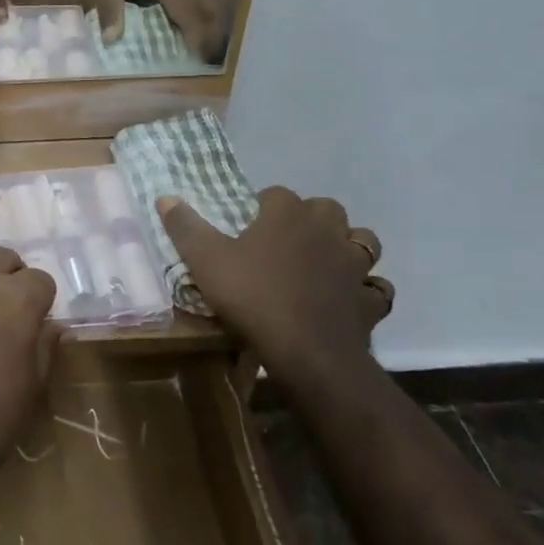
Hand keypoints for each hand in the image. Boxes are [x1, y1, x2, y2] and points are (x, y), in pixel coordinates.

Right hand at [158, 187, 393, 388]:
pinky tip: (352, 297)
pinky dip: (367, 289)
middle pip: (327, 208)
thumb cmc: (252, 296)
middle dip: (311, 217)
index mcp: (287, 215)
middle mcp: (326, 231)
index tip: (248, 221)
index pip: (277, 193)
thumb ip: (185, 227)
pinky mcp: (369, 300)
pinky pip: (376, 288)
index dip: (262, 204)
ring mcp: (354, 266)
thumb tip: (166, 197)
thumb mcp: (205, 260)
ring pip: (363, 241)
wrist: (306, 351)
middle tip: (288, 237)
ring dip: (348, 245)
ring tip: (327, 259)